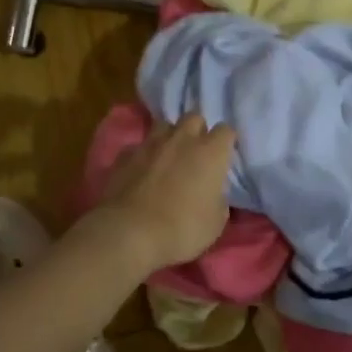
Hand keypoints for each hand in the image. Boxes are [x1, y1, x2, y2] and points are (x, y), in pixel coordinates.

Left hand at [92, 113, 236, 273]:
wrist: (130, 233)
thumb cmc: (183, 228)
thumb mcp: (216, 222)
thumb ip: (218, 199)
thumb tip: (213, 193)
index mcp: (211, 152)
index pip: (226, 130)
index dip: (226, 143)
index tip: (223, 158)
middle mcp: (182, 139)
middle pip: (194, 117)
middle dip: (197, 131)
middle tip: (196, 153)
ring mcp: (150, 144)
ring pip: (164, 125)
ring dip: (169, 137)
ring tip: (168, 156)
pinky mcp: (124, 155)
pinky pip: (138, 146)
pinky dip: (143, 155)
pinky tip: (141, 171)